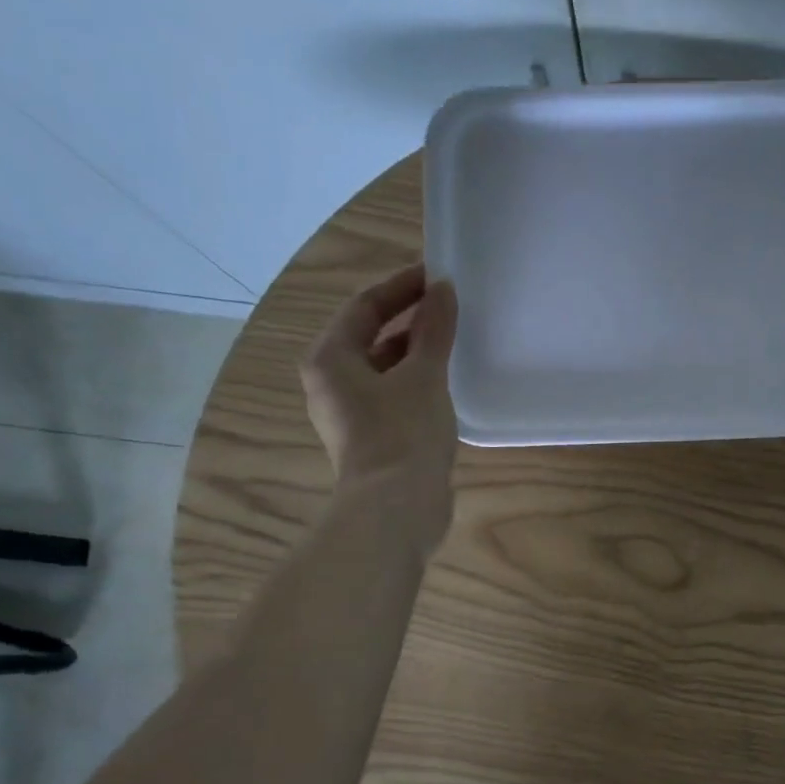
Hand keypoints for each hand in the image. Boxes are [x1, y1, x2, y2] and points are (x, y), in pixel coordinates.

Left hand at [300, 263, 458, 537]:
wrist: (397, 507)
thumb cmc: (404, 432)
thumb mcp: (424, 375)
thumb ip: (434, 330)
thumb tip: (443, 290)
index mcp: (330, 358)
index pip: (365, 306)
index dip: (402, 287)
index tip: (438, 277)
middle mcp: (331, 382)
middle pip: (370, 337)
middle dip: (409, 320)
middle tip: (449, 307)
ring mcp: (350, 414)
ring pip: (384, 369)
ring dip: (415, 353)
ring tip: (454, 342)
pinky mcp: (372, 439)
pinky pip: (393, 396)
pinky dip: (416, 383)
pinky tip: (447, 384)